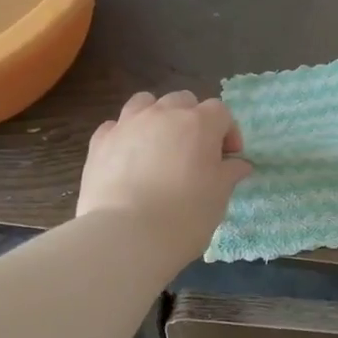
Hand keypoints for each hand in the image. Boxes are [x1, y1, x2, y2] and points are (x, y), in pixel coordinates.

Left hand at [78, 90, 251, 259]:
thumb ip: (229, 173)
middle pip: (183, 101)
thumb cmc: (185, 215)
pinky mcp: (100, 142)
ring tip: (158, 146)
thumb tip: (238, 164)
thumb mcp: (219, 196)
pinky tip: (128, 158)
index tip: (228, 159)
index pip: (220, 112)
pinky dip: (125, 135)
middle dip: (193, 120)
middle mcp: (163, 114)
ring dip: (157, 117)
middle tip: (194, 152)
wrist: (126, 235)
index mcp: (199, 124)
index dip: (228, 132)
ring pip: (145, 103)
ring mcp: (128, 124)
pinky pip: (115, 126)